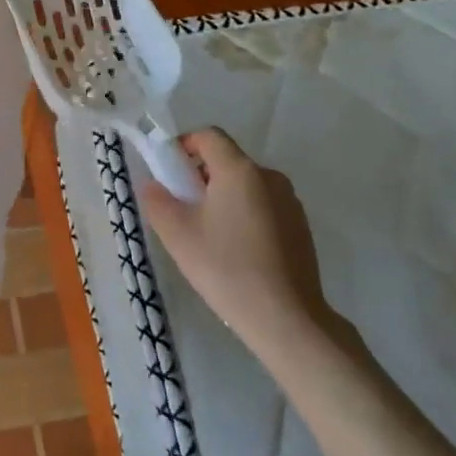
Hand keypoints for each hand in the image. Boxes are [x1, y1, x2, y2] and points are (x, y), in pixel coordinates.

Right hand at [139, 128, 345, 380]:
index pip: (208, 136)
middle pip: (227, 160)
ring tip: (209, 236)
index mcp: (239, 170)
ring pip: (246, 186)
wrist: (286, 318)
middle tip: (183, 209)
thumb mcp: (177, 234)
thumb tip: (153, 184)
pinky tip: (237, 252)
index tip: (169, 173)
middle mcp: (269, 176)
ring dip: (224, 197)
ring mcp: (290, 202)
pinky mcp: (302, 228)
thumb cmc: (225, 268)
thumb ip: (157, 200)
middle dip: (201, 176)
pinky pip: (265, 207)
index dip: (184, 145)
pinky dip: (245, 216)